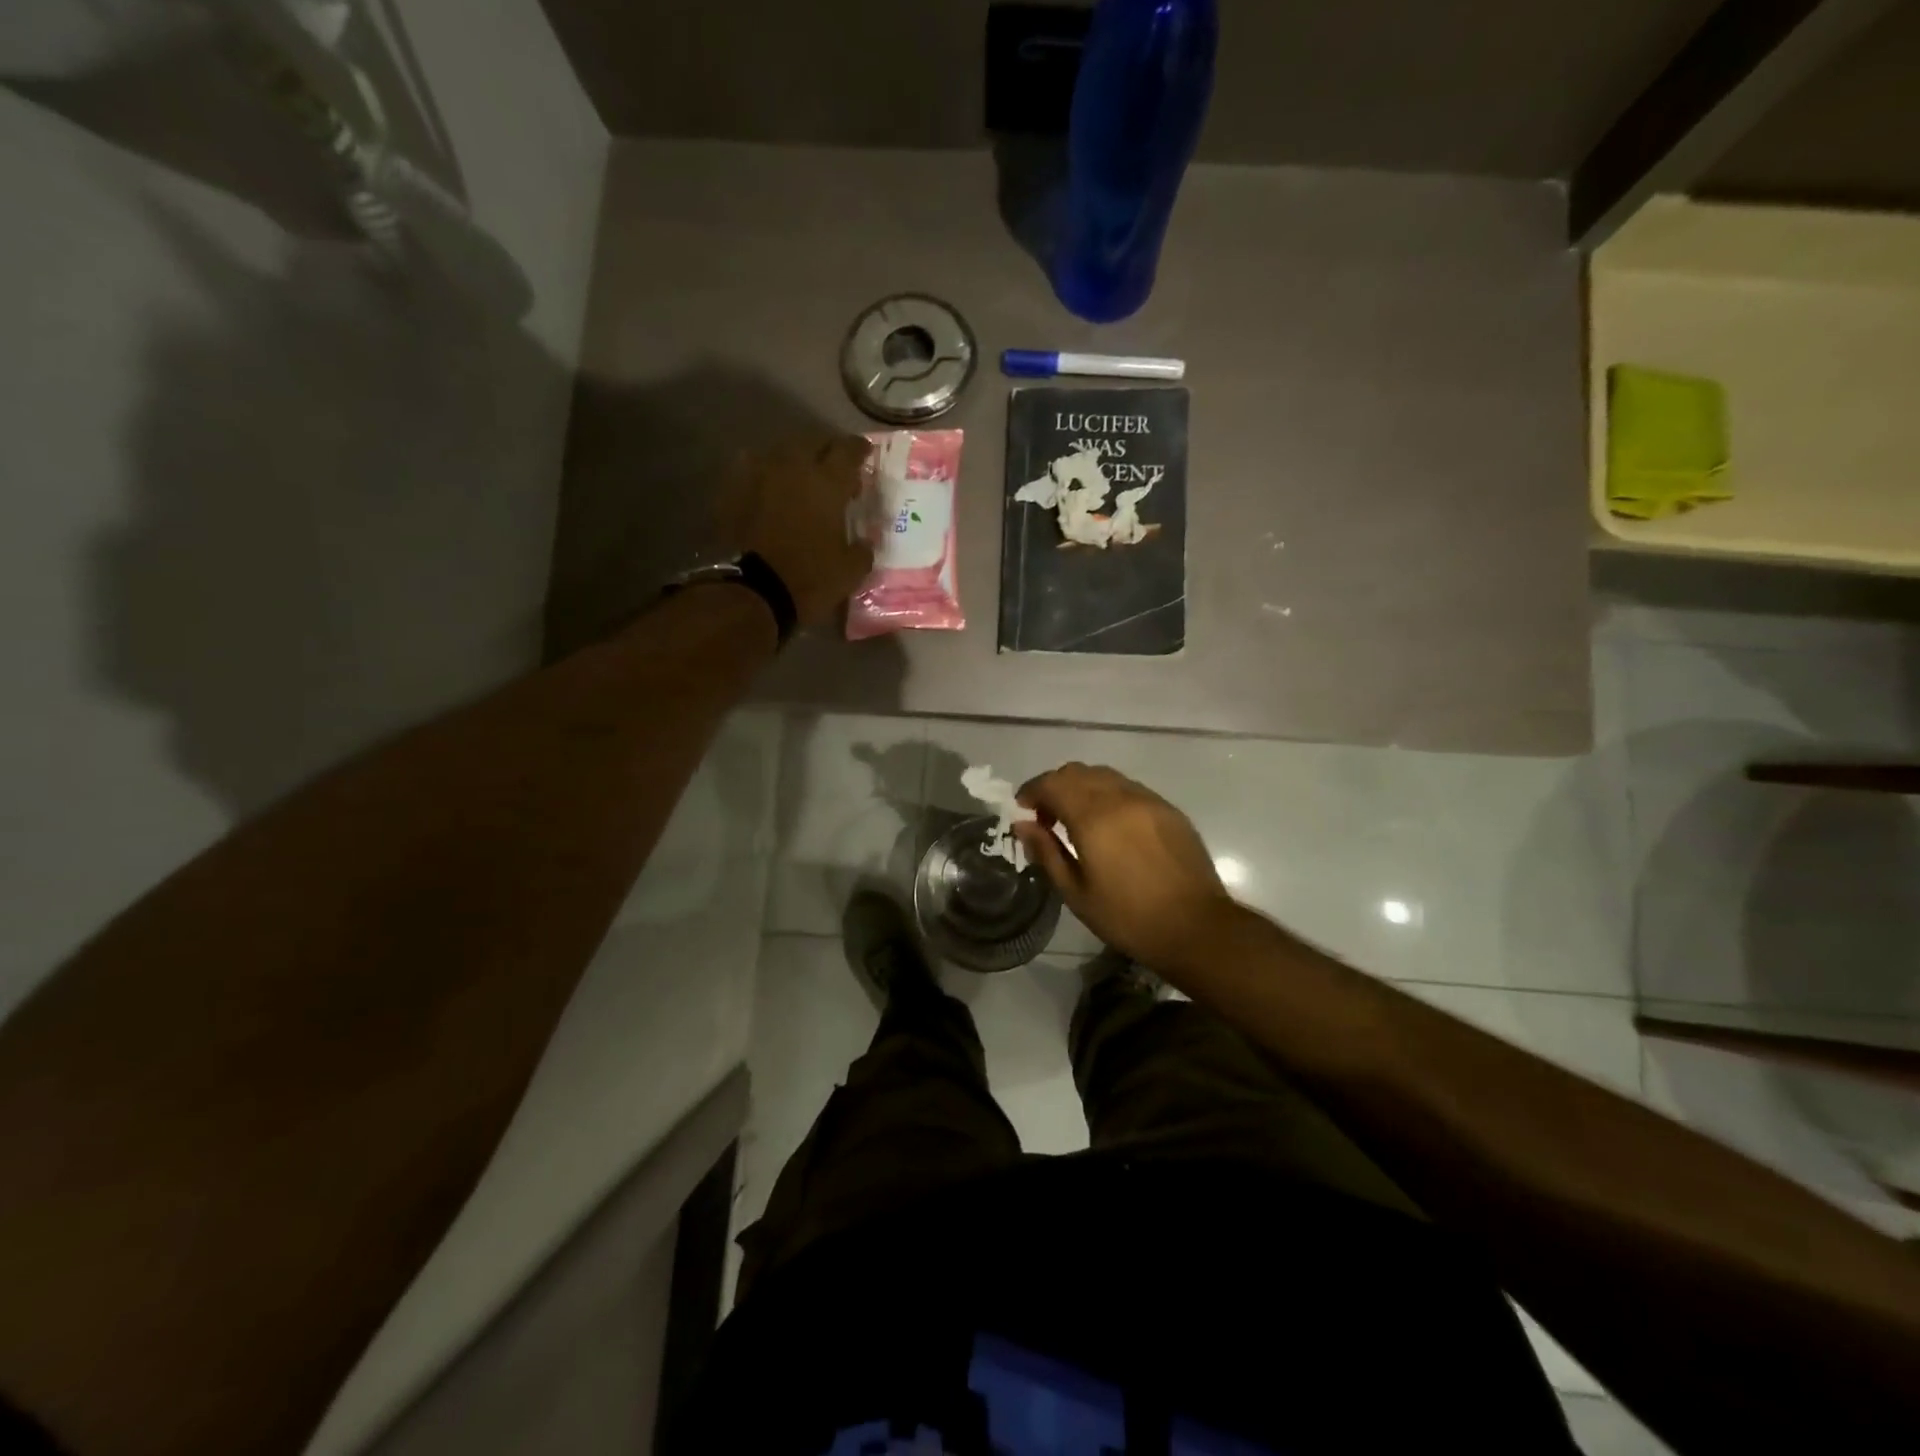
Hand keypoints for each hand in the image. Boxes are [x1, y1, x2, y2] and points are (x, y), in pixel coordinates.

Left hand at [731, 434, 874, 626]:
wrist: (752, 592)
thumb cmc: (809, 579)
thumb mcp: (850, 571)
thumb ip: (862, 549)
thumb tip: (864, 542)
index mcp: (827, 482)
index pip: (848, 450)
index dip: (859, 449)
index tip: (865, 452)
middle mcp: (793, 467)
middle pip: (811, 441)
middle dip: (825, 449)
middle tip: (833, 467)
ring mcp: (758, 475)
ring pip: (780, 452)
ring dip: (794, 461)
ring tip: (800, 479)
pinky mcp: (732, 491)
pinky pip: (753, 471)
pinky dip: (767, 477)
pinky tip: (770, 492)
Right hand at [1014, 763, 1237, 975]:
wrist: (1196, 927)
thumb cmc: (1128, 917)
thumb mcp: (1076, 892)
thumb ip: (1046, 852)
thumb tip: (1022, 825)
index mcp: (1093, 817)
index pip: (1052, 783)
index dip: (1032, 791)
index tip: (1023, 810)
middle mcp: (1120, 797)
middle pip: (1077, 772)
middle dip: (1055, 787)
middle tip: (1048, 818)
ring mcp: (1148, 799)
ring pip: (1105, 775)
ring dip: (1082, 788)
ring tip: (1078, 821)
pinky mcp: (1168, 809)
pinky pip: (1129, 788)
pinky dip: (1109, 795)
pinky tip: (1111, 826)